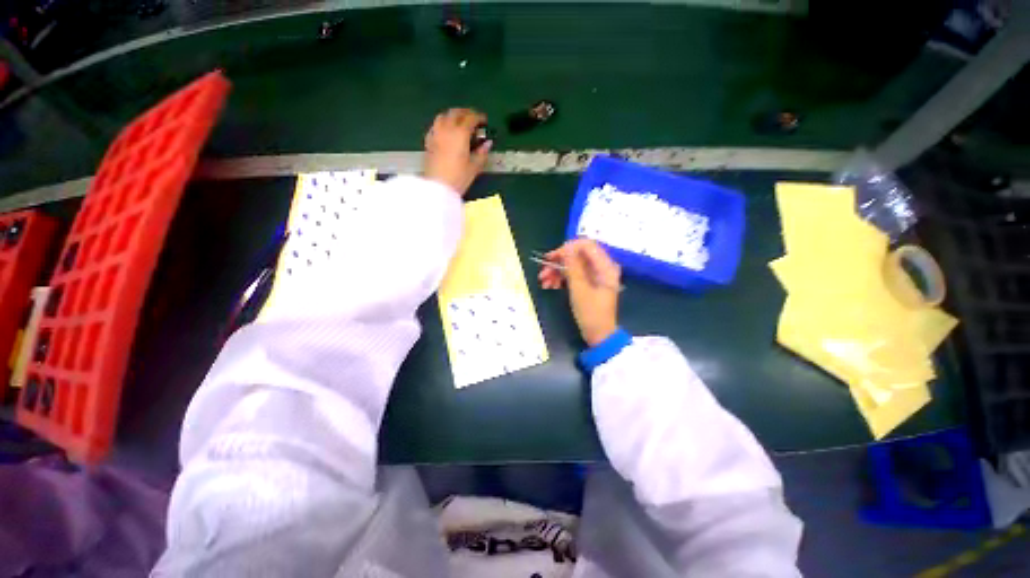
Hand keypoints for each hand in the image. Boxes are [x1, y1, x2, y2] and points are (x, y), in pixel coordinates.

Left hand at [423, 108, 490, 195]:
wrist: (437, 187)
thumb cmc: (458, 178)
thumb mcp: (474, 167)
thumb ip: (482, 153)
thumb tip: (488, 144)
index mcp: (460, 133)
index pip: (470, 118)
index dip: (479, 117)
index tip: (484, 121)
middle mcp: (447, 129)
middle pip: (456, 113)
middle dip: (466, 113)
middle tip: (473, 118)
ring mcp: (436, 134)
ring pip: (443, 116)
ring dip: (453, 115)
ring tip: (459, 122)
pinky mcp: (429, 141)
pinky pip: (435, 126)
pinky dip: (443, 123)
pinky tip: (446, 131)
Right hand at [539, 239, 620, 346]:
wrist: (599, 335)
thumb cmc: (591, 313)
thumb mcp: (579, 289)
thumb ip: (573, 266)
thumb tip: (566, 248)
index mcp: (605, 266)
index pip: (586, 245)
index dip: (568, 248)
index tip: (552, 257)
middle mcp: (601, 267)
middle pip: (578, 255)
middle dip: (559, 261)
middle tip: (543, 270)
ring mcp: (595, 275)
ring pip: (573, 265)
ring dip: (557, 271)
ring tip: (543, 281)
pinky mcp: (589, 283)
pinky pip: (574, 274)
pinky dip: (562, 278)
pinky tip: (550, 285)